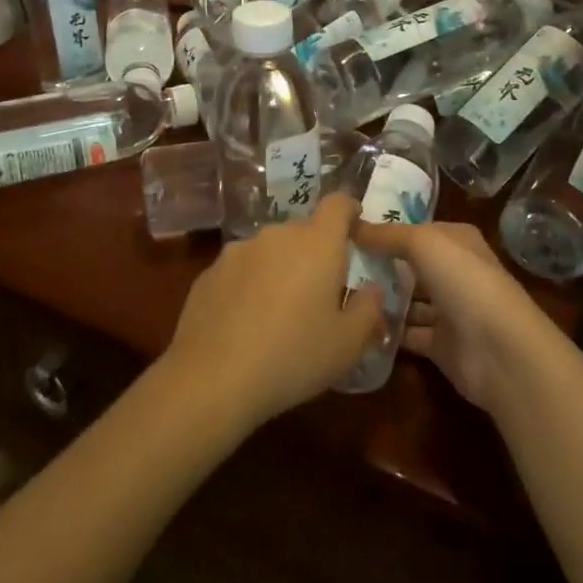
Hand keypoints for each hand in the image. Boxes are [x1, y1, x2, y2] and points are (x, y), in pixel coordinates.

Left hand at [163, 193, 384, 433]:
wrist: (212, 378)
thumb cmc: (293, 356)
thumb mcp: (347, 344)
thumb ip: (368, 310)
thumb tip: (373, 290)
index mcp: (317, 243)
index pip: (338, 204)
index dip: (349, 210)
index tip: (355, 229)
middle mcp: (277, 235)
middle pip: (303, 230)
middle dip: (315, 252)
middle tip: (320, 292)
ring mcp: (238, 250)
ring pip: (270, 250)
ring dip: (281, 269)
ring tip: (280, 312)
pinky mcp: (209, 272)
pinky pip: (241, 270)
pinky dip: (250, 285)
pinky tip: (246, 323)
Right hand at [353, 220, 555, 413]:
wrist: (499, 351)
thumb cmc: (464, 281)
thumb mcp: (423, 243)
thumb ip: (388, 234)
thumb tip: (353, 224)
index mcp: (457, 241)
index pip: (418, 230)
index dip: (387, 231)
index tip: (348, 233)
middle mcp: (456, 272)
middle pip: (411, 266)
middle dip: (380, 266)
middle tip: (337, 266)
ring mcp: (450, 310)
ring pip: (410, 301)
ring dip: (382, 299)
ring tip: (341, 296)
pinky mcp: (442, 345)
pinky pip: (409, 334)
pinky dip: (388, 331)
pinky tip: (358, 325)